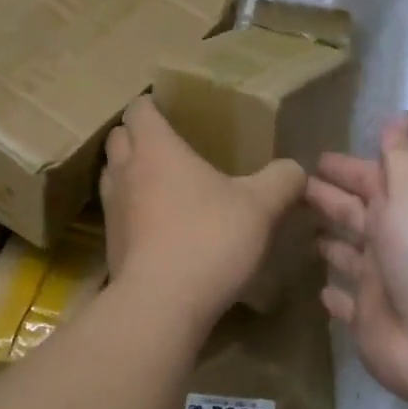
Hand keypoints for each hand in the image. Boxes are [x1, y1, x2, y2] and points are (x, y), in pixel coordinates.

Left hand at [99, 98, 305, 319]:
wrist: (161, 304)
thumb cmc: (209, 238)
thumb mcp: (260, 206)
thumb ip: (281, 180)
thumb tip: (296, 169)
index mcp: (156, 148)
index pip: (139, 108)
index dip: (152, 103)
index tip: (171, 108)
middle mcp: (126, 172)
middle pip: (119, 137)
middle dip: (137, 135)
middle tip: (169, 143)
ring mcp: (112, 210)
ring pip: (113, 175)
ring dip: (131, 172)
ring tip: (162, 181)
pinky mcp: (111, 244)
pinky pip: (117, 212)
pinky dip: (133, 209)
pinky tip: (160, 225)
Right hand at [307, 114, 407, 408]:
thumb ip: (400, 156)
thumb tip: (399, 115)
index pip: (372, 179)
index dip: (346, 168)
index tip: (314, 158)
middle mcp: (396, 241)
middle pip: (357, 214)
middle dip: (329, 199)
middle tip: (292, 189)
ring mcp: (382, 283)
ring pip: (350, 256)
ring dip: (331, 242)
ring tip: (297, 231)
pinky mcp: (368, 320)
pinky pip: (346, 302)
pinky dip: (334, 294)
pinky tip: (318, 288)